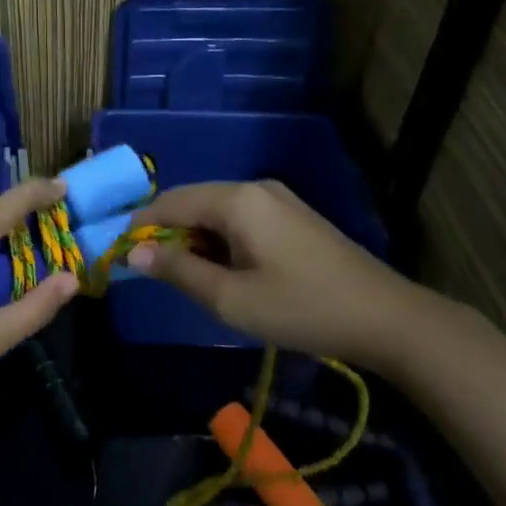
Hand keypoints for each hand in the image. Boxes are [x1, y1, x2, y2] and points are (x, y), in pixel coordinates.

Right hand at [126, 181, 441, 370]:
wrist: (385, 317)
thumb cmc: (302, 309)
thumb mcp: (231, 299)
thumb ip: (179, 271)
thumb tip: (134, 252)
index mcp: (237, 199)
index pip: (171, 201)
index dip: (141, 224)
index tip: (119, 253)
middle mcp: (254, 187)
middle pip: (193, 201)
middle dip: (167, 232)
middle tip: (151, 271)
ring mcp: (277, 198)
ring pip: (217, 210)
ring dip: (195, 238)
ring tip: (187, 277)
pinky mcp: (291, 215)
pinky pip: (240, 217)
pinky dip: (220, 239)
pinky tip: (224, 269)